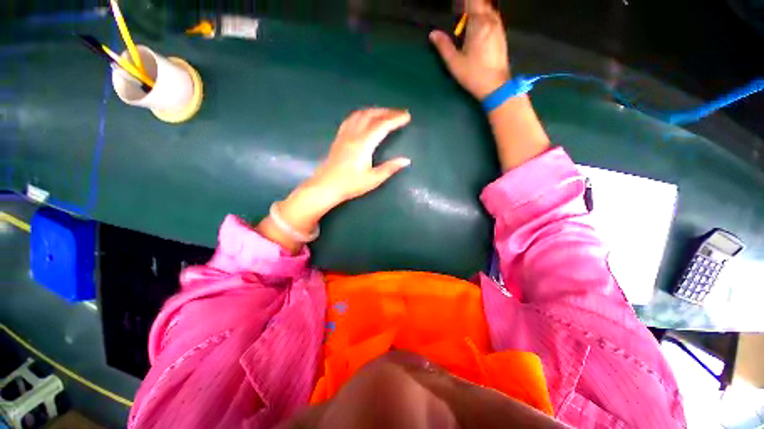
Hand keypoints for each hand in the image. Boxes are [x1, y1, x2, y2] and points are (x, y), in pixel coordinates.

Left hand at [306, 108, 411, 203]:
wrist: (326, 186)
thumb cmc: (350, 184)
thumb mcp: (373, 179)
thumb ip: (389, 168)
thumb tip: (406, 160)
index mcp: (364, 144)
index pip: (382, 125)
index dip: (395, 119)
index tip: (407, 116)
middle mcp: (354, 134)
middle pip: (371, 115)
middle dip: (387, 112)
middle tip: (399, 113)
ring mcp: (345, 134)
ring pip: (360, 114)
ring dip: (375, 111)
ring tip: (385, 113)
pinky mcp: (339, 137)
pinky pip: (351, 118)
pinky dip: (362, 114)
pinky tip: (365, 117)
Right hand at [429, 0, 509, 98]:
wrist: (495, 86)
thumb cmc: (473, 75)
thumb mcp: (454, 63)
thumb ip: (444, 46)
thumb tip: (433, 34)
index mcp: (478, 24)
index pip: (472, 1)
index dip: (463, 1)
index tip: (456, 6)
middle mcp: (491, 21)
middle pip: (481, 3)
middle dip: (470, 4)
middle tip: (458, 12)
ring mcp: (498, 27)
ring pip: (488, 9)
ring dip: (477, 9)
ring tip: (466, 18)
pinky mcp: (501, 35)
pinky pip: (493, 17)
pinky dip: (484, 16)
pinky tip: (478, 25)